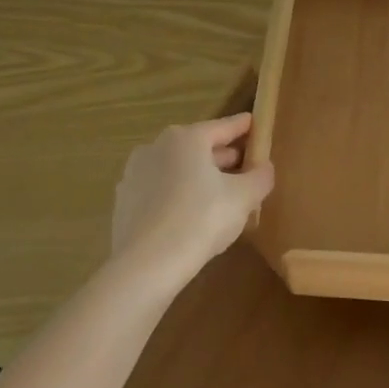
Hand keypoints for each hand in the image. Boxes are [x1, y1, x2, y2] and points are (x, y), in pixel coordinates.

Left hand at [111, 113, 275, 274]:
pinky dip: (179, 195)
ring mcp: (135, 174)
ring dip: (200, 177)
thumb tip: (264, 167)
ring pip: (177, 169)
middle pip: (198, 147)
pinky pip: (161, 191)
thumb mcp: (244, 197)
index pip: (223, 127)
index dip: (243, 127)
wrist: (146, 264)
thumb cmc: (201, 219)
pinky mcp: (124, 202)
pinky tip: (192, 215)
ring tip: (222, 194)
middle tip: (246, 166)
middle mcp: (156, 147)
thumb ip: (260, 177)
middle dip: (223, 156)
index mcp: (186, 138)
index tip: (256, 124)